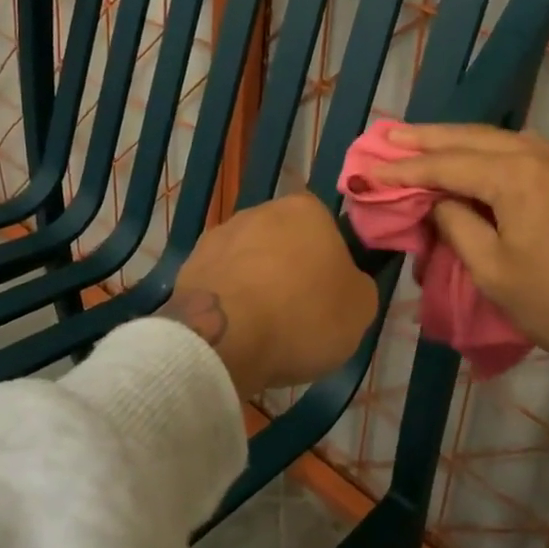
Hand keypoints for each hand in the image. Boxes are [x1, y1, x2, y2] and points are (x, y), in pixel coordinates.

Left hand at [157, 193, 378, 402]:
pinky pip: (220, 284)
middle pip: (284, 242)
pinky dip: (229, 303)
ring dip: (256, 286)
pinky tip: (235, 333)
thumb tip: (347, 283)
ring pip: (249, 261)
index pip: (325, 229)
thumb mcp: (360, 308)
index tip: (329, 297)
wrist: (225, 337)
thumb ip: (357, 286)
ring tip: (263, 330)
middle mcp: (259, 211)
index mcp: (305, 210)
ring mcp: (219, 236)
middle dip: (290, 271)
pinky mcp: (188, 266)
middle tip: (299, 314)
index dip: (329, 264)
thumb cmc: (303, 315)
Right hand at [369, 124, 548, 443]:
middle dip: (428, 138)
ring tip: (426, 143)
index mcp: (516, 176)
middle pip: (473, 139)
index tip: (369, 171)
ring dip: (462, 142)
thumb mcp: (497, 274)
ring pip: (504, 141)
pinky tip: (483, 158)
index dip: (404, 170)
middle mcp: (544, 154)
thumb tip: (441, 203)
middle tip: (389, 134)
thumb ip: (459, 228)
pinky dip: (495, 153)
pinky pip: (530, 153)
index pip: (445, 165)